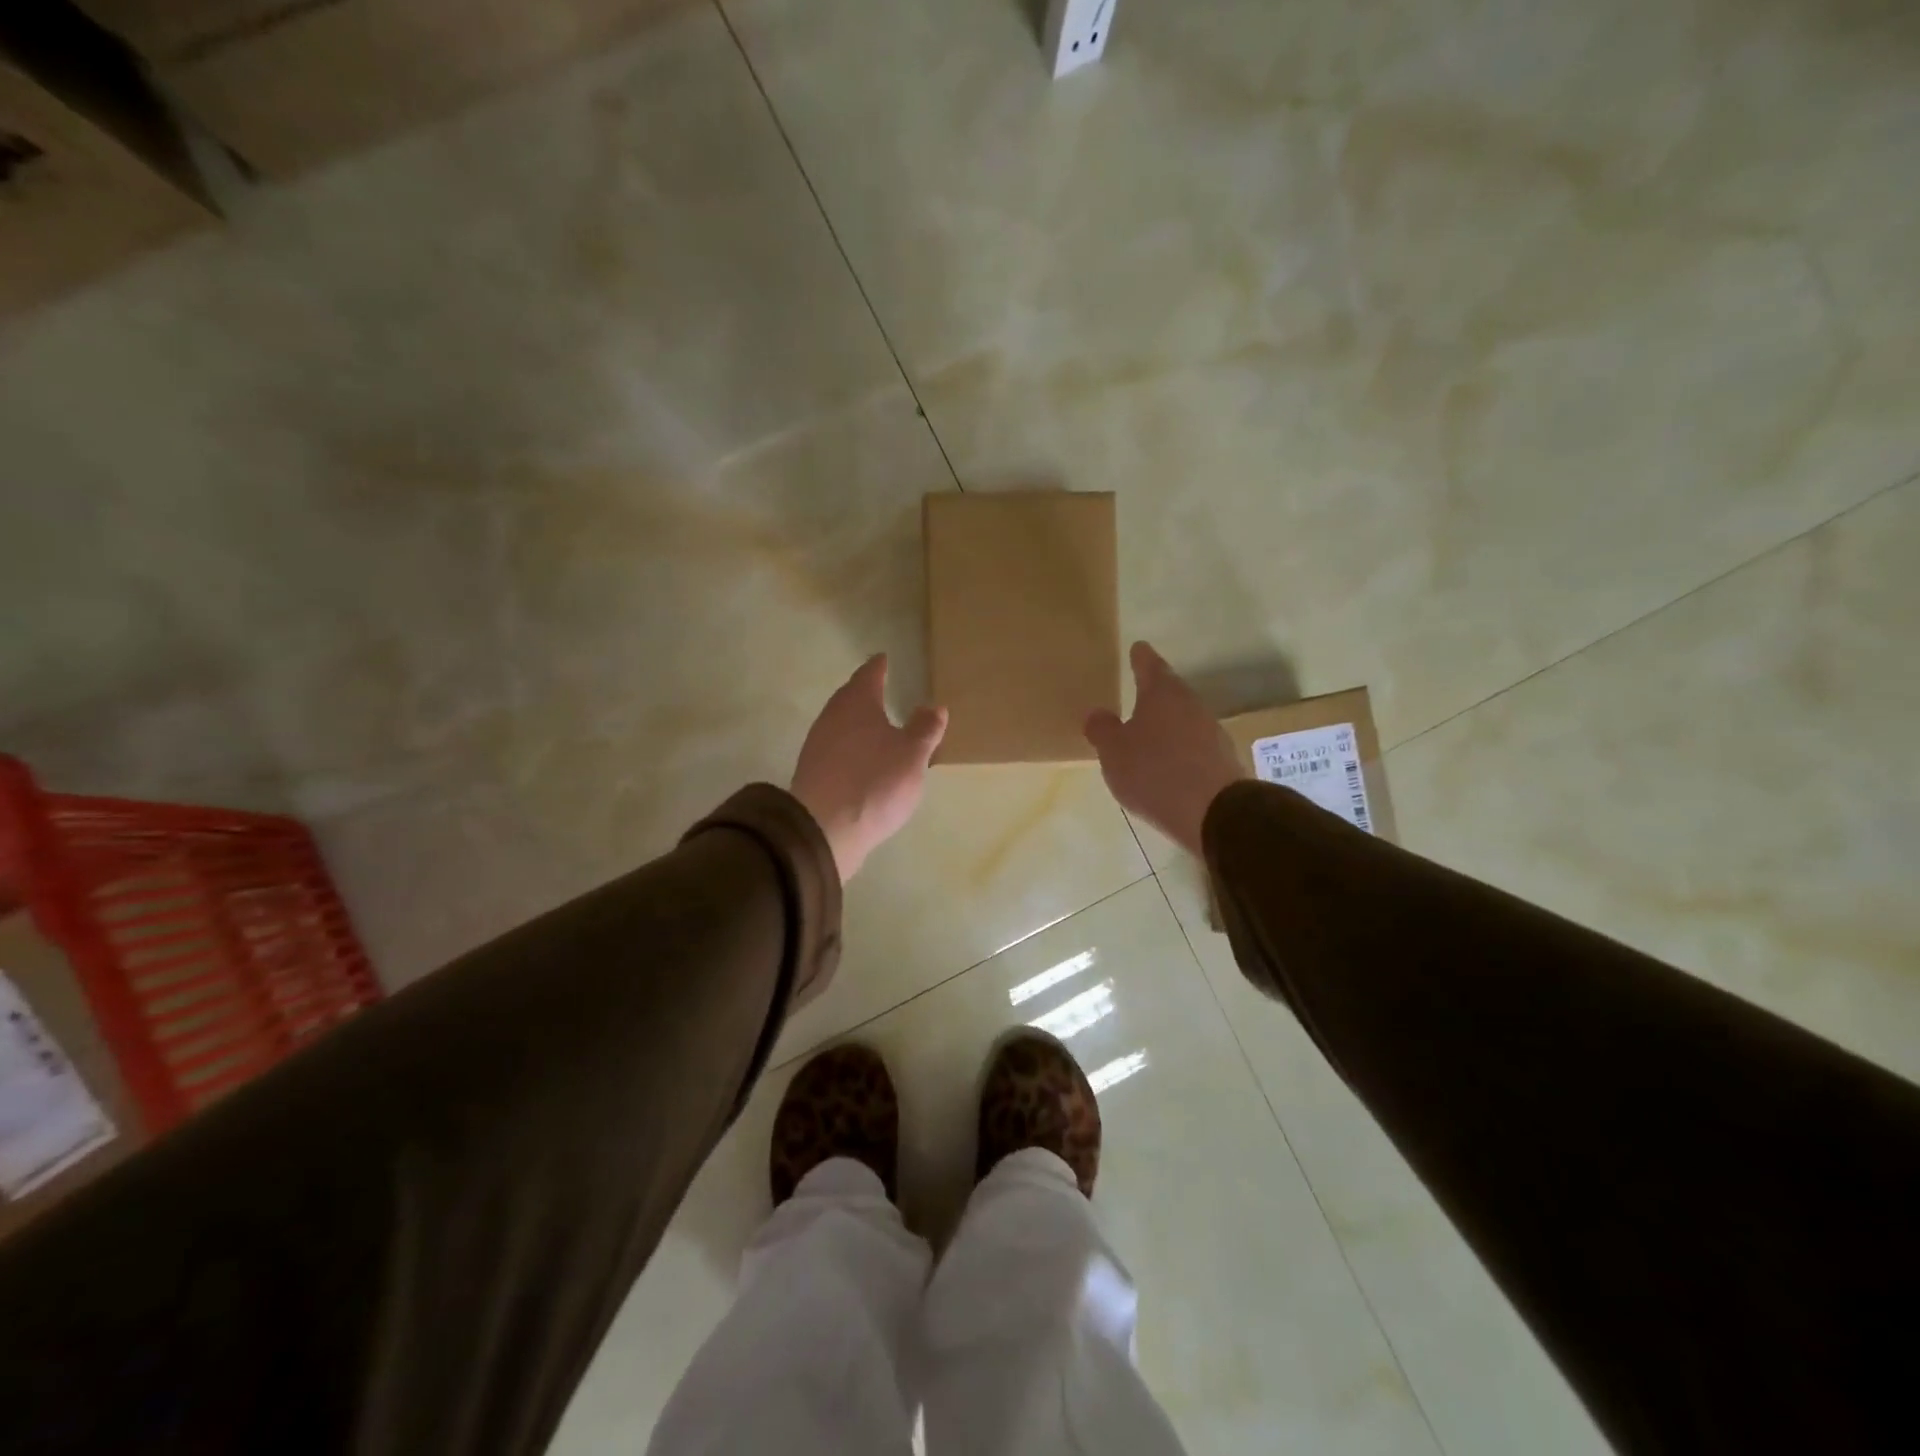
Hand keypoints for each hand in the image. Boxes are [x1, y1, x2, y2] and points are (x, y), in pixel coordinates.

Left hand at [791, 654, 947, 882]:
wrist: (825, 828)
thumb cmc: (875, 781)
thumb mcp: (912, 754)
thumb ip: (924, 729)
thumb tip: (934, 706)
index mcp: (857, 702)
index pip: (869, 674)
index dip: (879, 666)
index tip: (884, 659)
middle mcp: (832, 716)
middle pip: (850, 697)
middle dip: (865, 693)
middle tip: (881, 689)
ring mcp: (818, 744)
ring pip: (841, 723)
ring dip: (857, 722)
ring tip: (876, 726)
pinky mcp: (812, 771)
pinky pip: (835, 748)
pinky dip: (850, 746)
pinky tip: (861, 759)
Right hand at [1084, 641, 1245, 857]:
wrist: (1214, 812)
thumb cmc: (1154, 771)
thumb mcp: (1113, 751)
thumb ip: (1102, 729)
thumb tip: (1097, 714)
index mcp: (1162, 693)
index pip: (1149, 664)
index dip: (1140, 657)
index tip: (1137, 649)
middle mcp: (1190, 704)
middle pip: (1170, 691)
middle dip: (1153, 694)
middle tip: (1136, 694)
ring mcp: (1211, 731)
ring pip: (1183, 719)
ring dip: (1167, 724)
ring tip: (1148, 735)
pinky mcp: (1222, 759)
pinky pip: (1193, 746)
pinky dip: (1179, 749)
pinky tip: (1168, 765)